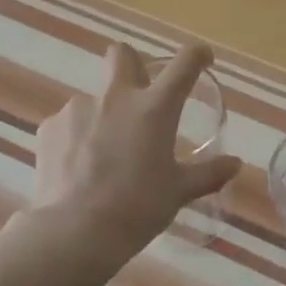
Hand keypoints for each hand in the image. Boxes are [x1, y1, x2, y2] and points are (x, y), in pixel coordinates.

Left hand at [31, 43, 241, 259]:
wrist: (76, 231)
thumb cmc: (137, 208)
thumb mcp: (178, 192)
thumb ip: (208, 174)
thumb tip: (235, 164)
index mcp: (154, 108)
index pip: (184, 64)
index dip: (196, 55)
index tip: (202, 59)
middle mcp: (116, 97)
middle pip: (122, 54)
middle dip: (132, 65)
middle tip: (139, 97)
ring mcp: (78, 108)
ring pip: (94, 97)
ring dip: (104, 115)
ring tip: (103, 156)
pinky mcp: (50, 127)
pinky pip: (69, 123)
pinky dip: (77, 138)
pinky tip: (78, 168)